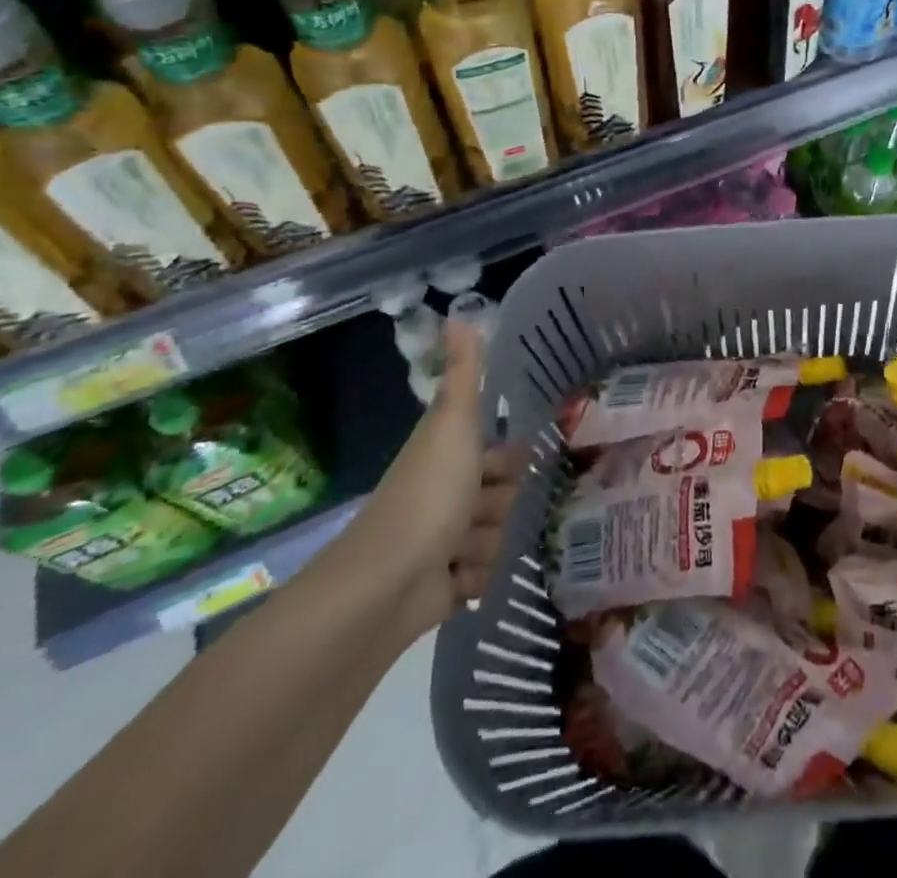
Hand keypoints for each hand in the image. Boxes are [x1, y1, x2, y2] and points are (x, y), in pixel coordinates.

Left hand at [335, 316, 520, 638]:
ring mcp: (444, 542)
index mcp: (449, 457)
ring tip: (460, 549)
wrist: (386, 582)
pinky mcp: (445, 585)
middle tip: (479, 509)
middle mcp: (447, 495)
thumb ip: (464, 372)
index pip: (499, 452)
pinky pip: (483, 576)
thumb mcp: (453, 423)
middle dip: (499, 505)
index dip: (509, 458)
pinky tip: (457, 579)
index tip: (511, 464)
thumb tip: (461, 311)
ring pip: (496, 536)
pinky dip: (474, 578)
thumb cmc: (428, 494)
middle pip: (502, 495)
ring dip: (486, 543)